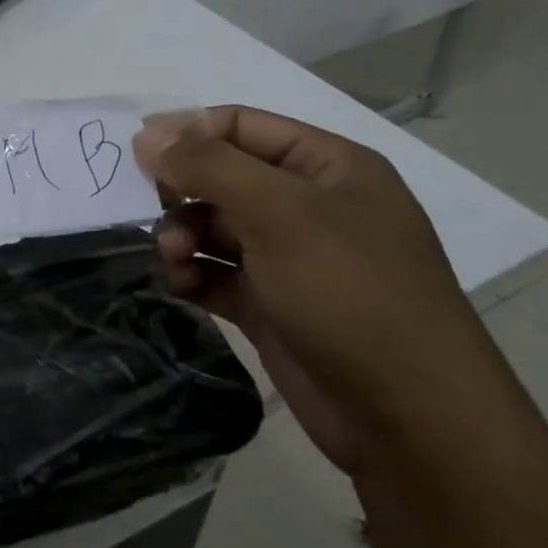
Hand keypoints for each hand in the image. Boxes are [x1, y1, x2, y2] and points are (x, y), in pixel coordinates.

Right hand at [133, 106, 523, 474]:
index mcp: (327, 167)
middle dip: (182, 192)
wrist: (410, 422)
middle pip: (221, 177)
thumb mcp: (280, 214)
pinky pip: (215, 274)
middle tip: (153, 212)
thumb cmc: (351, 294)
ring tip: (174, 258)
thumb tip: (146, 134)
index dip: (188, 132)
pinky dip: (190, 275)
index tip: (137, 154)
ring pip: (212, 227)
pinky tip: (178, 286)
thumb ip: (209, 166)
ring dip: (181, 237)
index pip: (241, 126)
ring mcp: (289, 258)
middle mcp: (308, 206)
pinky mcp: (270, 305)